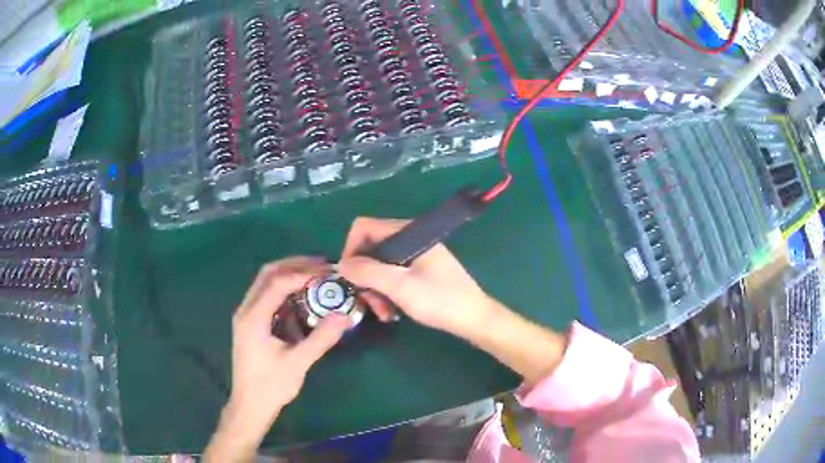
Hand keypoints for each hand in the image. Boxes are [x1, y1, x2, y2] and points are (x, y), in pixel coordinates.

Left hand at [204, 258, 349, 461]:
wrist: (250, 405)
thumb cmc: (271, 386)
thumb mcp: (298, 363)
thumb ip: (320, 339)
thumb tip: (343, 315)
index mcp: (253, 318)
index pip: (277, 283)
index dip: (303, 273)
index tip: (327, 271)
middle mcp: (246, 310)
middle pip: (268, 274)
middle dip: (295, 265)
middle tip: (322, 265)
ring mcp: (246, 316)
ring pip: (266, 283)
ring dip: (289, 275)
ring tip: (315, 275)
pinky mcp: (251, 323)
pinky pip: (267, 297)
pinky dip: (285, 291)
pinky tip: (302, 297)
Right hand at [337, 217, 496, 337]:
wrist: (474, 319)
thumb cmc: (440, 300)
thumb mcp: (401, 287)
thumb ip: (368, 272)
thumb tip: (341, 264)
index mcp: (408, 233)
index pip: (364, 228)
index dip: (351, 249)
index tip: (350, 277)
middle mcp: (410, 239)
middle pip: (370, 249)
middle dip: (365, 277)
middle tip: (369, 303)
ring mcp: (415, 255)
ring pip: (380, 266)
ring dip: (375, 290)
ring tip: (384, 314)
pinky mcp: (419, 271)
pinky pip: (392, 276)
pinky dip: (387, 293)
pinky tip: (392, 313)